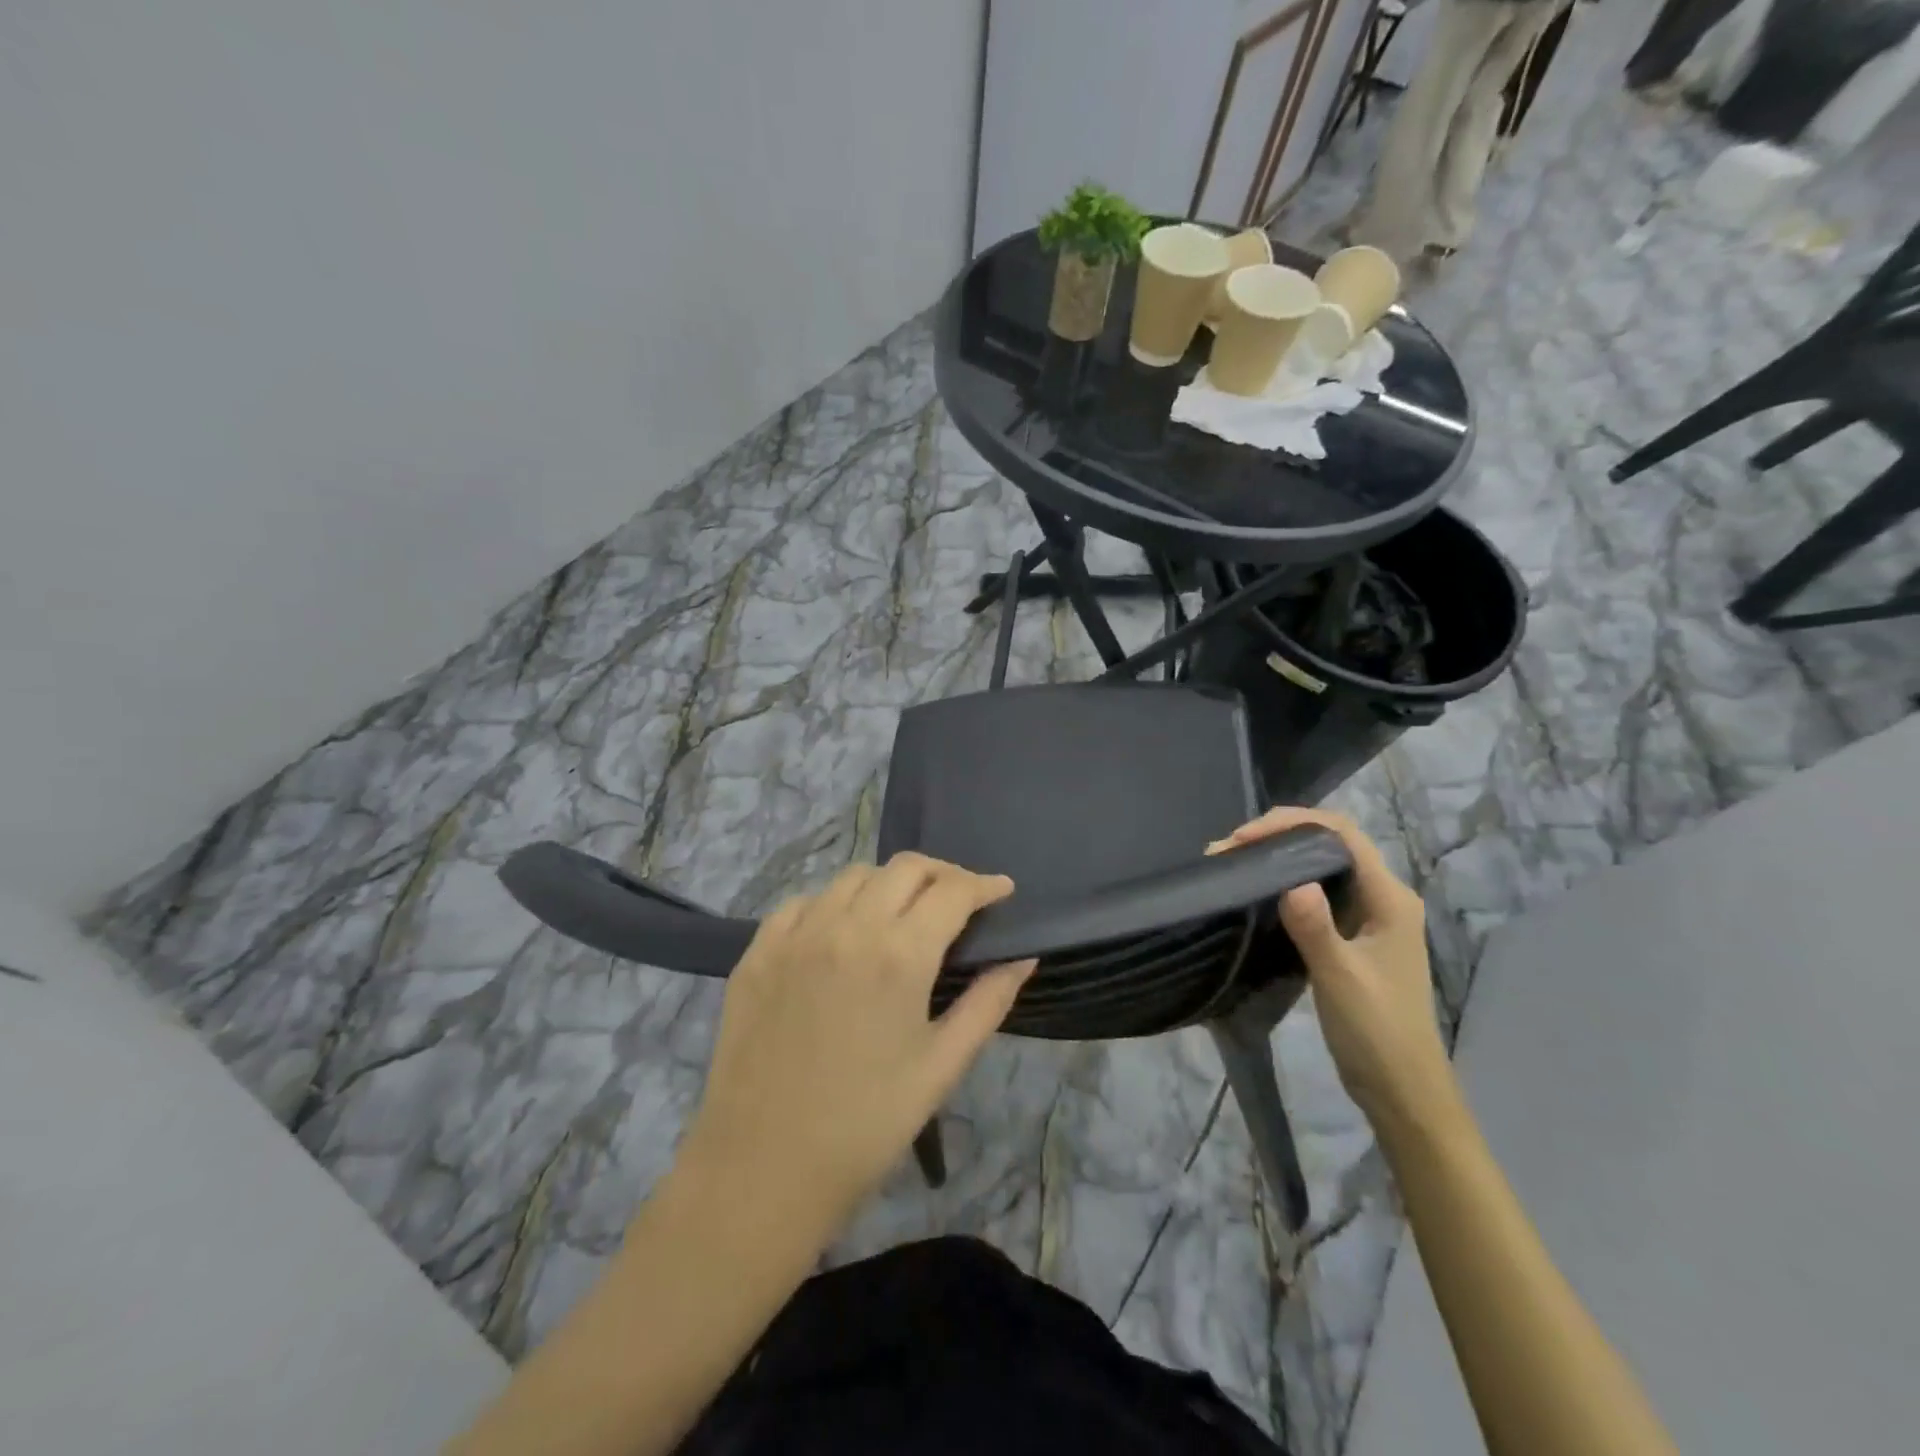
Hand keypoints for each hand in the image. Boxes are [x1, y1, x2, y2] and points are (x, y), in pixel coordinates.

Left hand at [679, 854, 1034, 1226]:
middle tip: (959, 901)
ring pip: (854, 876)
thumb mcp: (941, 1066)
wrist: (762, 1168)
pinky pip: (804, 901)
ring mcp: (796, 934)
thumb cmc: (867, 1124)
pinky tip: (841, 932)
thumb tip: (1023, 958)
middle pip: (905, 868)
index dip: (985, 885)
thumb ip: (988, 1002)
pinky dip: (833, 903)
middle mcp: (847, 926)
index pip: (952, 891)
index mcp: (899, 955)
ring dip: (889, 885)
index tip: (1002, 891)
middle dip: (942, 874)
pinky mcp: (758, 950)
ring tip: (902, 915)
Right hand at [1211, 808, 1453, 1130]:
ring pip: (1320, 868)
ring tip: (1233, 864)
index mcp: (1389, 898)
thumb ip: (1316, 927)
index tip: (1243, 836)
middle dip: (1278, 836)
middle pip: (1329, 844)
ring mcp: (1368, 917)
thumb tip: (1290, 880)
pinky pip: (1316, 894)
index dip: (1292, 822)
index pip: (1342, 834)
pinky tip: (1255, 892)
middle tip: (1226, 850)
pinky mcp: (1352, 936)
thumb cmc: (1377, 1031)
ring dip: (1278, 859)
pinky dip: (1283, 884)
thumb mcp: (1341, 978)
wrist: (1401, 1089)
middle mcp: (1382, 897)